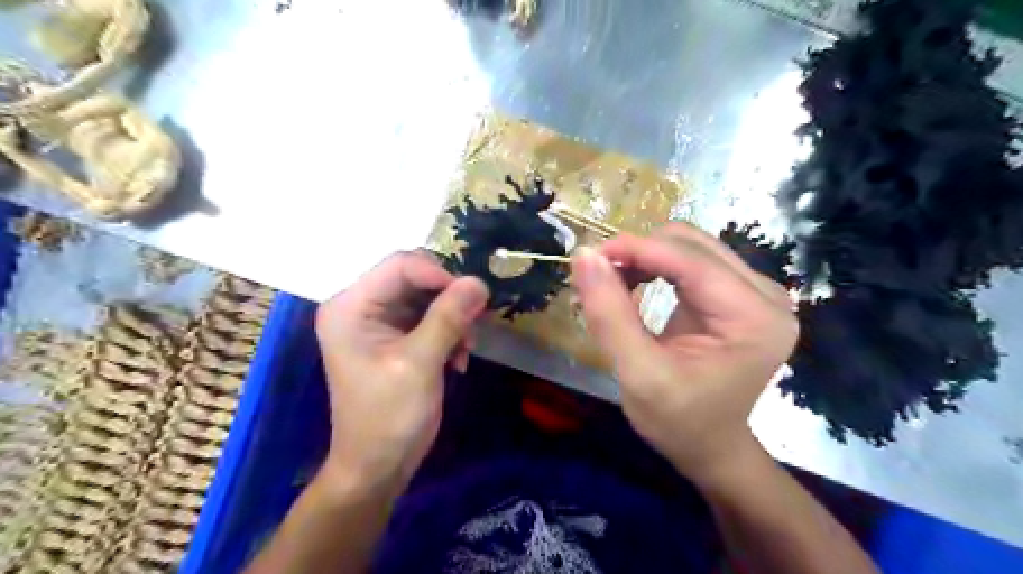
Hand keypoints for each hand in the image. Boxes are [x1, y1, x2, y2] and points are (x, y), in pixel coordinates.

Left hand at [317, 251, 491, 482]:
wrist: (377, 468)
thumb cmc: (389, 418)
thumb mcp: (420, 364)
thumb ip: (448, 318)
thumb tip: (479, 282)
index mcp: (351, 306)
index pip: (401, 266)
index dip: (440, 275)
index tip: (473, 299)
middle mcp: (361, 305)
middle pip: (416, 278)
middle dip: (449, 299)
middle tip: (473, 325)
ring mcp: (379, 321)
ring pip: (428, 297)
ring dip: (453, 319)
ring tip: (465, 350)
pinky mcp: (396, 336)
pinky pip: (430, 317)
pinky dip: (450, 332)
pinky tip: (457, 360)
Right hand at [566, 225, 798, 483]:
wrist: (711, 447)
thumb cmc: (679, 422)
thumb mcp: (638, 374)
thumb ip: (609, 314)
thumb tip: (584, 255)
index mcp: (754, 318)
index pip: (691, 261)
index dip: (637, 249)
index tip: (588, 256)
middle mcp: (764, 294)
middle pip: (691, 244)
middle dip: (639, 253)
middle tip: (598, 278)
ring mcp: (753, 291)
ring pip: (688, 246)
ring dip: (644, 257)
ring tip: (611, 284)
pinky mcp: (736, 293)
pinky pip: (689, 261)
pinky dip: (654, 266)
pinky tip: (633, 285)